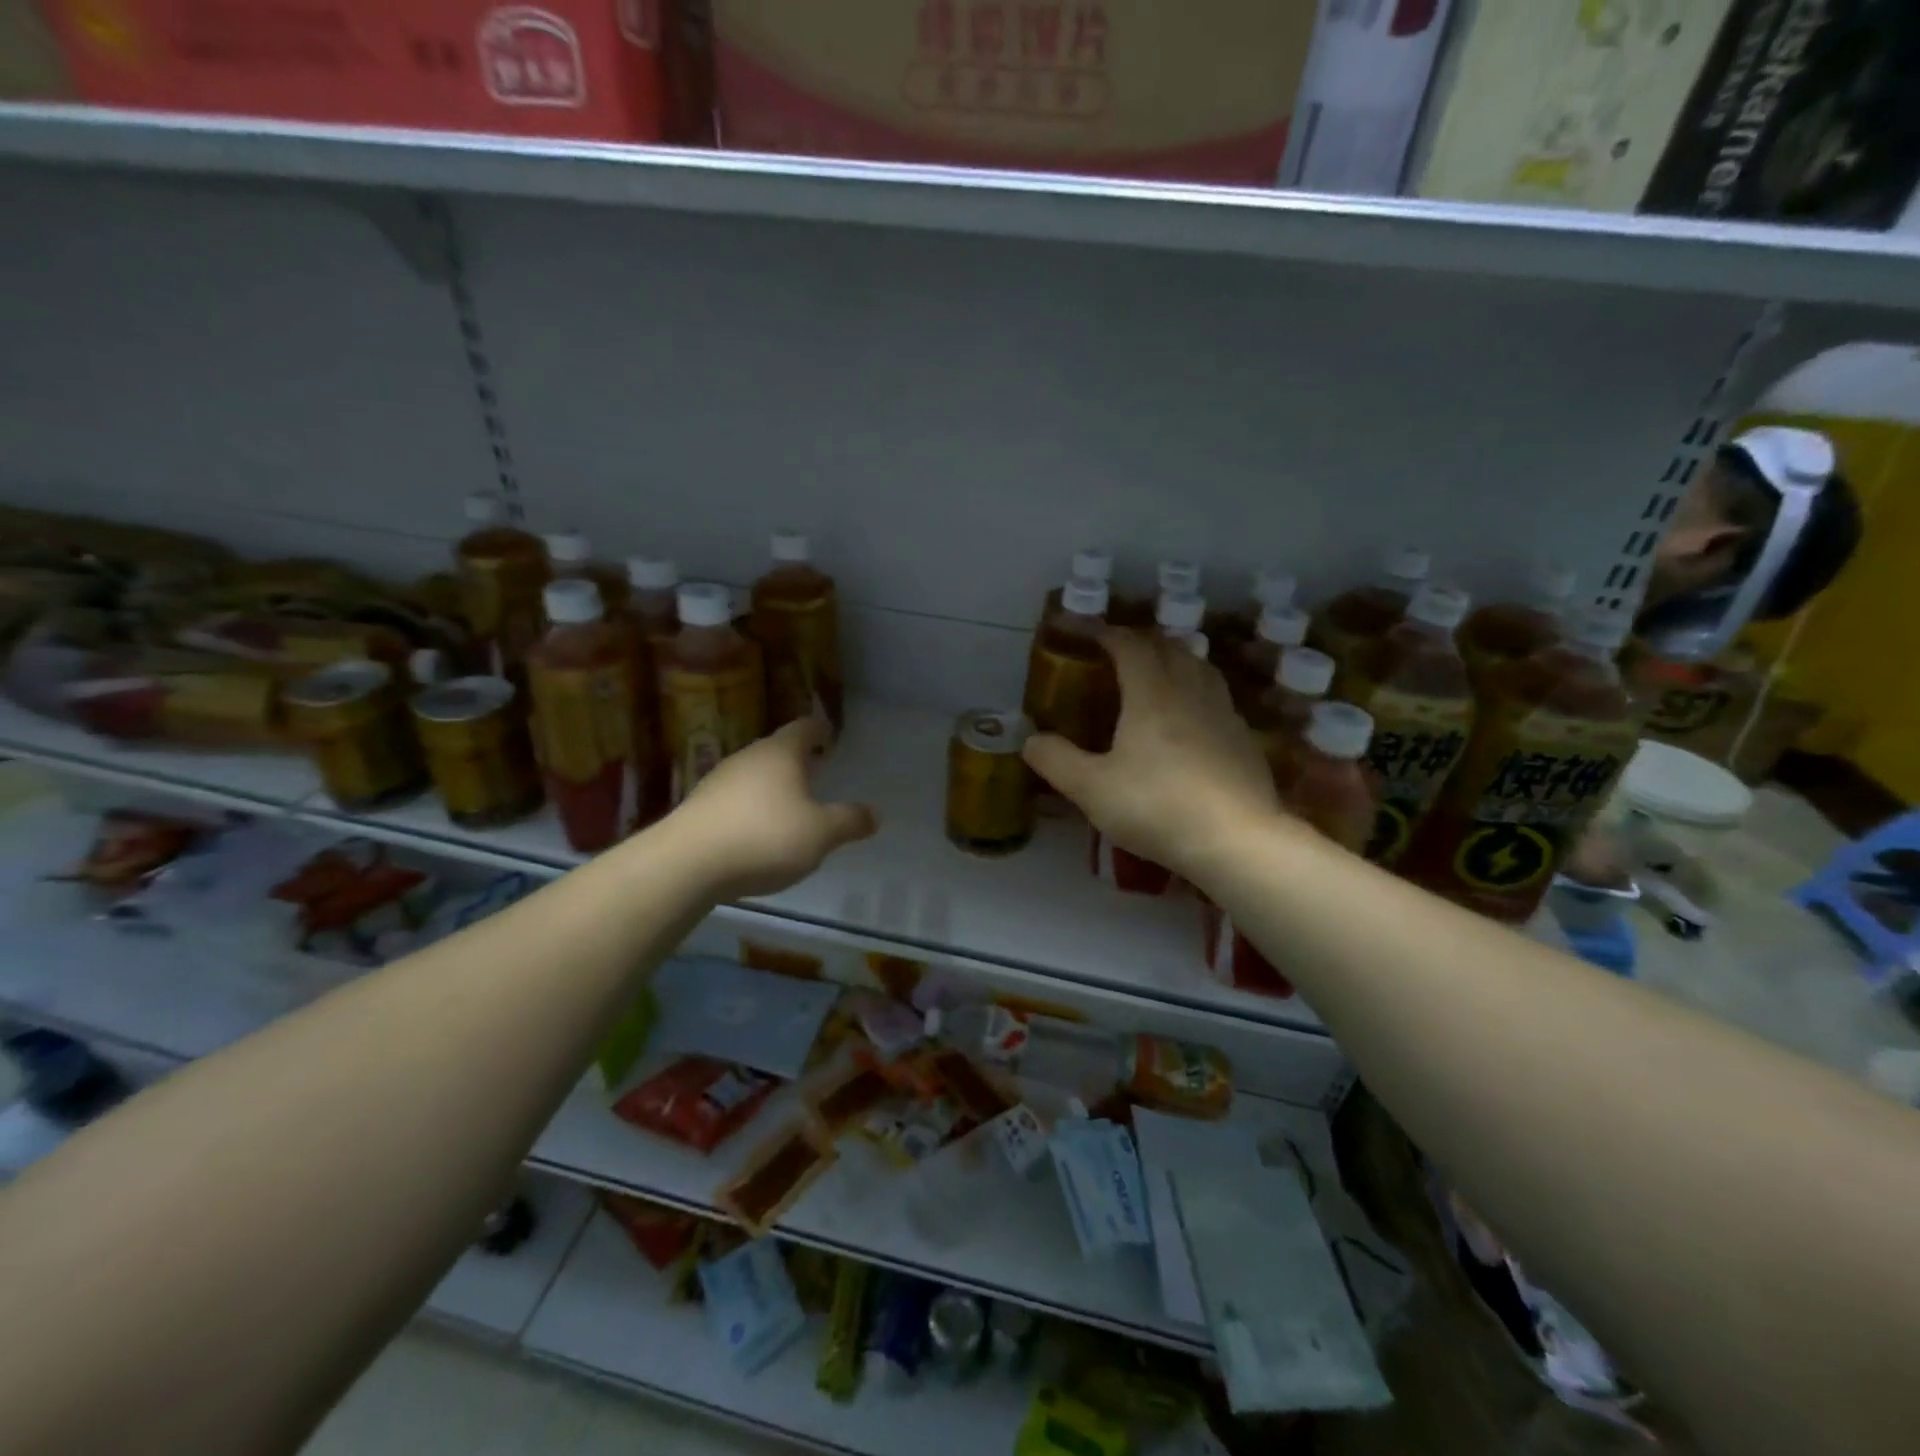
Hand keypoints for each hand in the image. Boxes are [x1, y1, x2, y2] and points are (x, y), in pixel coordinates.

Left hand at [672, 716, 878, 899]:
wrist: (686, 864)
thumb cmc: (764, 837)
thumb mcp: (821, 834)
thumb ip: (849, 821)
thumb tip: (874, 814)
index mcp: (781, 753)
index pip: (804, 727)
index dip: (819, 729)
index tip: (829, 735)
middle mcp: (748, 758)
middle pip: (777, 750)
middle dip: (797, 760)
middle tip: (816, 771)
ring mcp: (718, 781)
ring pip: (754, 775)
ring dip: (773, 786)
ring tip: (790, 805)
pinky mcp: (699, 808)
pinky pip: (734, 800)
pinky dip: (751, 808)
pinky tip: (757, 833)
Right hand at [1024, 630, 1281, 882]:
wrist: (1236, 840)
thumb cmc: (1157, 806)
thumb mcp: (1092, 789)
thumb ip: (1056, 761)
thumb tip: (1030, 740)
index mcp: (1152, 693)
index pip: (1130, 645)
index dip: (1108, 634)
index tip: (1090, 635)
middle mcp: (1191, 691)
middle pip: (1170, 649)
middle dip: (1142, 643)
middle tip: (1120, 654)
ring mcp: (1224, 713)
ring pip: (1200, 668)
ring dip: (1176, 661)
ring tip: (1159, 674)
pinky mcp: (1245, 739)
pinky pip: (1217, 698)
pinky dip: (1198, 692)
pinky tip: (1192, 719)